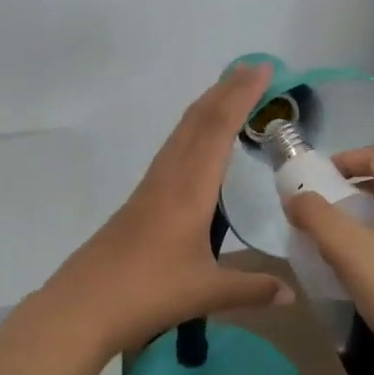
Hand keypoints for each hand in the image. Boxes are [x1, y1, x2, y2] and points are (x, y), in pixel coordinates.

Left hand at [36, 63, 293, 354]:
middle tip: (252, 69)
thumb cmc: (148, 293)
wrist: (82, 305)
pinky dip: (192, 133)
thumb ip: (251, 289)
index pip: (218, 129)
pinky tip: (198, 148)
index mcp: (189, 189)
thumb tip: (291, 293)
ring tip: (229, 95)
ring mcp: (150, 187)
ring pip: (181, 134)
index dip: (240, 95)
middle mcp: (168, 177)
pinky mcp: (139, 201)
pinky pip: (171, 152)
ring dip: (206, 108)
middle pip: (197, 121)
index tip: (261, 68)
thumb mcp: (206, 292)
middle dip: (225, 90)